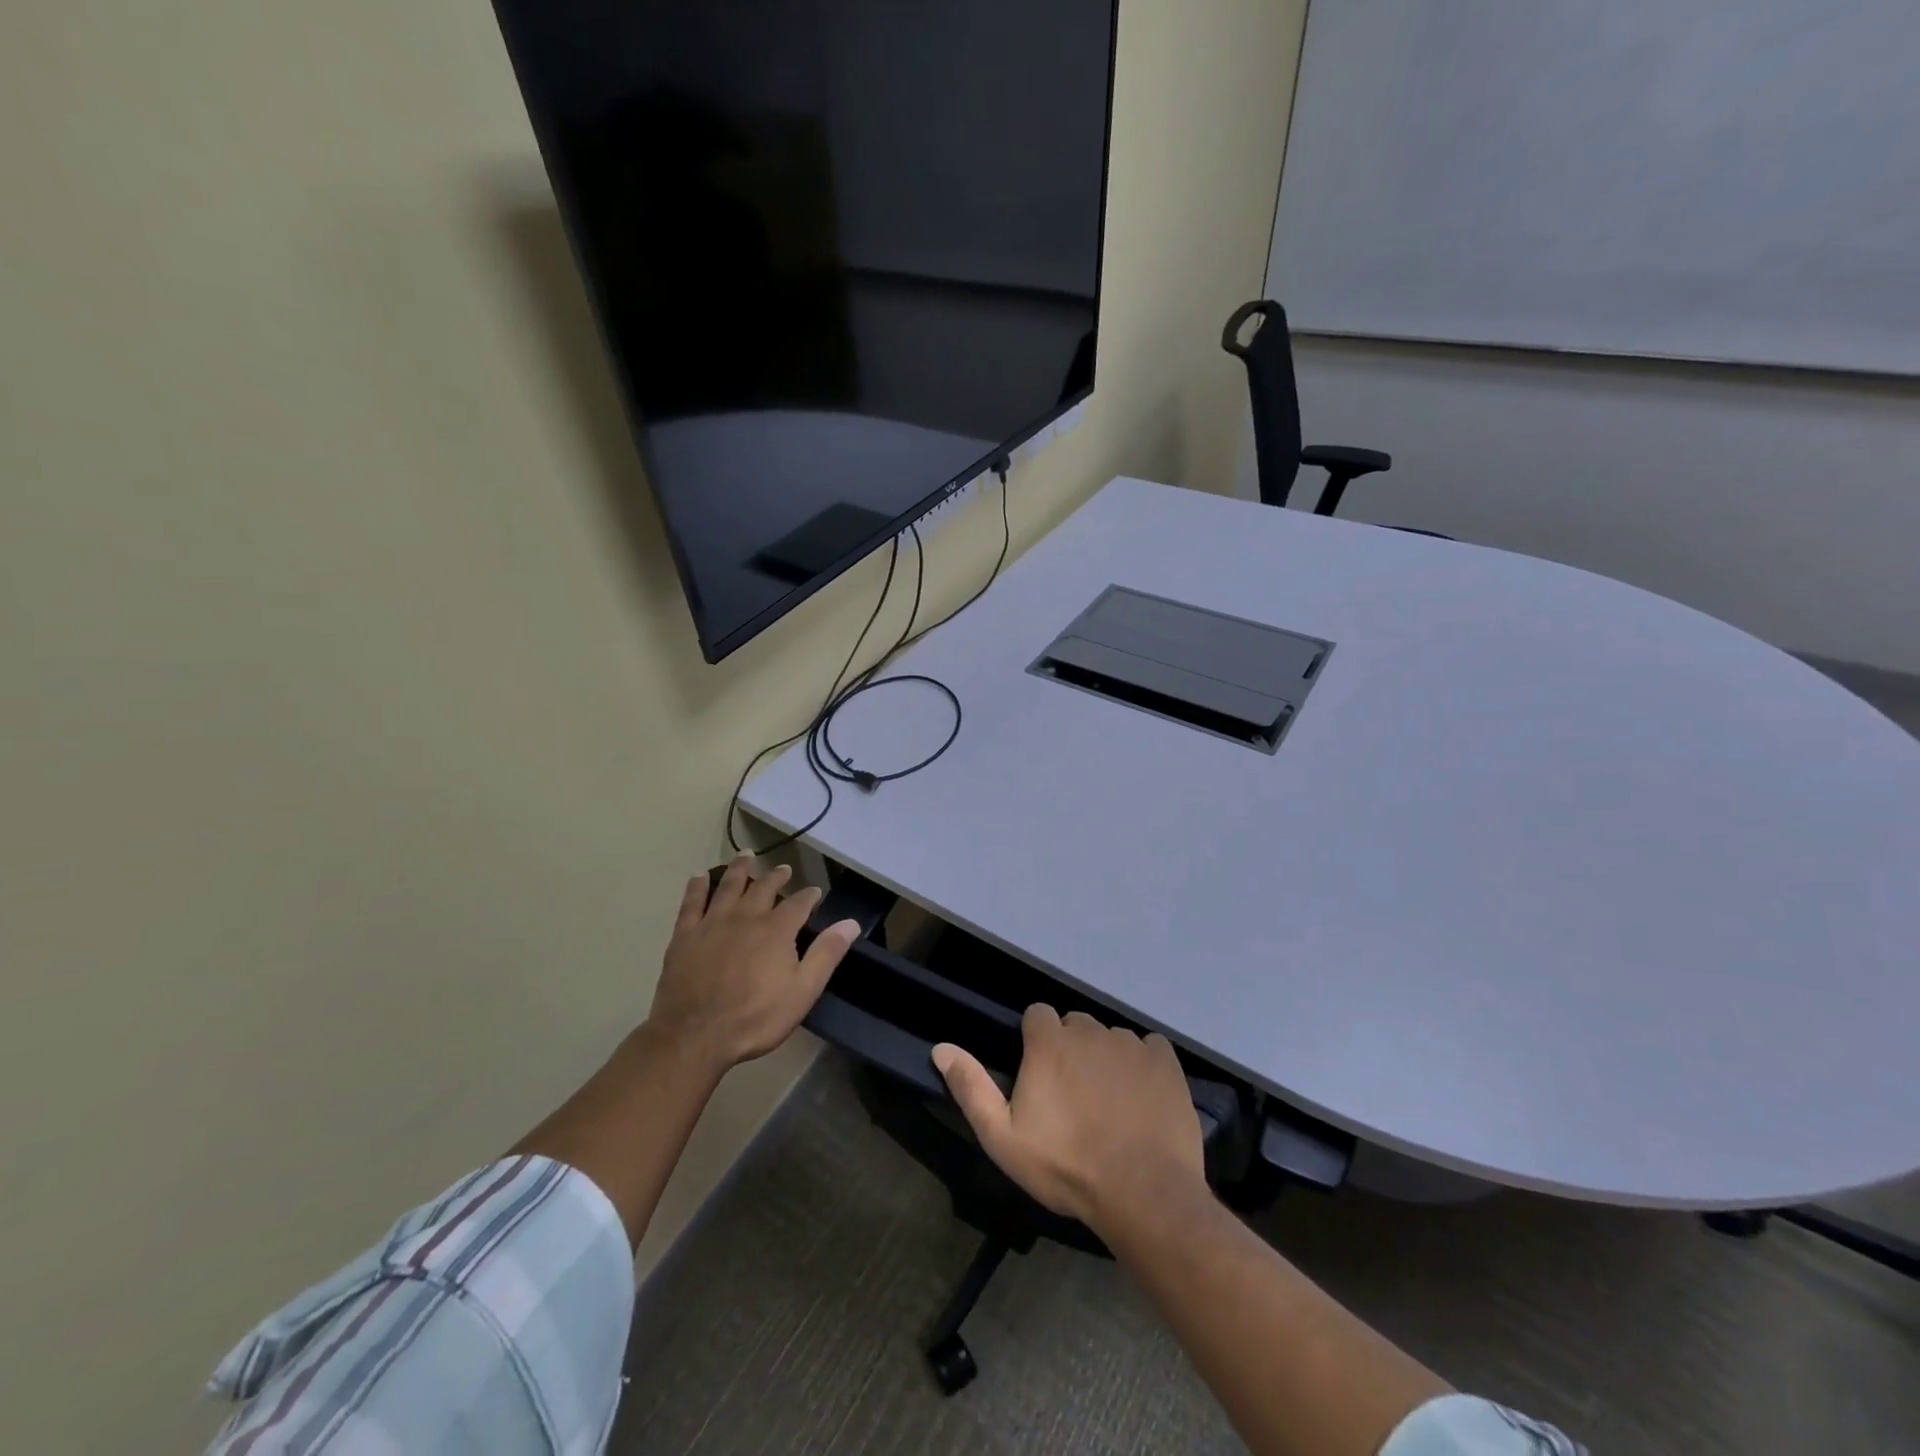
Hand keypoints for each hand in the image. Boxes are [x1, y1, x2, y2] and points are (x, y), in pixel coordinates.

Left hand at [646, 857, 860, 1075]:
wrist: (695, 1036)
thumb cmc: (756, 1017)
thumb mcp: (803, 991)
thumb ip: (826, 953)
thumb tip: (850, 922)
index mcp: (777, 930)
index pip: (798, 903)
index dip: (809, 895)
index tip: (815, 891)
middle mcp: (746, 917)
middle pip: (763, 888)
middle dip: (776, 877)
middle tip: (783, 869)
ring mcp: (713, 923)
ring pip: (728, 886)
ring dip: (739, 869)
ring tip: (746, 856)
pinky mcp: (685, 935)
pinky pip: (692, 903)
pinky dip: (697, 887)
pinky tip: (699, 877)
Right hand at [932, 1006, 1205, 1232]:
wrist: (1143, 1194)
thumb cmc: (1065, 1167)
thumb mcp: (1003, 1138)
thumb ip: (971, 1087)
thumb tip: (941, 1047)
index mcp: (1049, 1042)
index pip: (1037, 1014)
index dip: (1035, 1041)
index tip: (1039, 1075)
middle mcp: (1090, 1031)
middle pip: (1074, 1025)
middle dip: (1070, 1050)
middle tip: (1072, 1097)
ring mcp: (1130, 1043)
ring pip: (1110, 1038)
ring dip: (1105, 1059)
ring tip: (1110, 1105)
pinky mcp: (1165, 1061)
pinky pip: (1148, 1048)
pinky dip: (1143, 1065)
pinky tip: (1142, 1099)